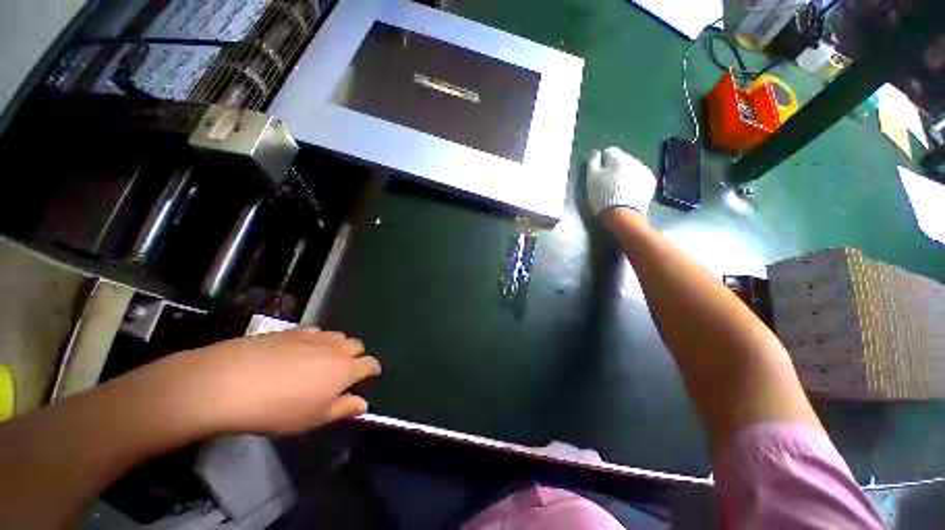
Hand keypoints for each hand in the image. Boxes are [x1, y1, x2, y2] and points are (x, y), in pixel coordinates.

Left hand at [164, 329, 380, 435]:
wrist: (229, 383)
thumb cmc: (278, 409)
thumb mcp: (314, 418)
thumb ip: (344, 409)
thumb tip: (364, 404)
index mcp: (346, 369)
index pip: (370, 364)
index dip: (372, 370)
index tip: (369, 376)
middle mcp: (336, 348)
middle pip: (356, 346)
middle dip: (355, 356)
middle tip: (341, 372)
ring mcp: (314, 336)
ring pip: (337, 337)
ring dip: (337, 347)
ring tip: (320, 361)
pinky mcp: (292, 330)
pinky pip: (315, 332)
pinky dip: (315, 341)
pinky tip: (298, 352)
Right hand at [585, 147, 656, 216]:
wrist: (623, 214)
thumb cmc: (603, 195)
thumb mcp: (591, 179)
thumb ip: (592, 163)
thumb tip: (595, 153)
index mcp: (618, 157)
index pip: (608, 152)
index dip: (602, 162)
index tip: (597, 174)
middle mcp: (634, 160)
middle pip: (622, 159)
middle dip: (615, 167)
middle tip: (607, 182)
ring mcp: (645, 171)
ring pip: (632, 168)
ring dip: (626, 174)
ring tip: (618, 189)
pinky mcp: (651, 183)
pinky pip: (640, 178)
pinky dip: (634, 182)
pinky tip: (629, 193)